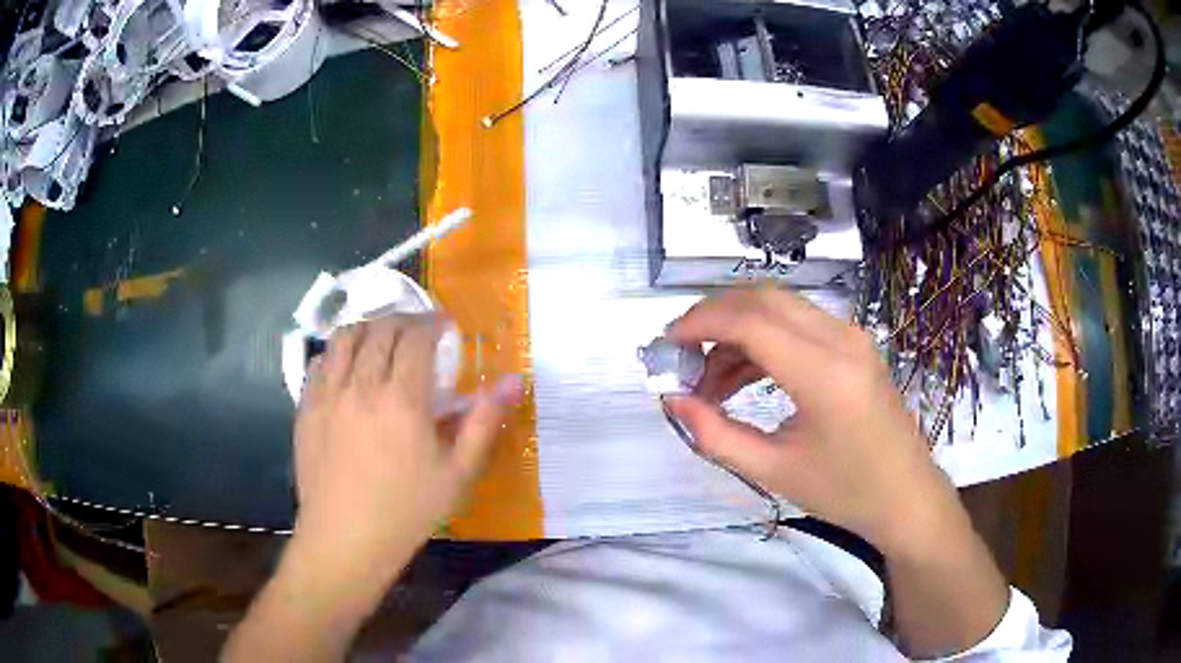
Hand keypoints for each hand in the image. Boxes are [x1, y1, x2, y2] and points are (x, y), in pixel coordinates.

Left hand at [292, 314, 522, 569]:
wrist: (346, 539)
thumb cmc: (407, 511)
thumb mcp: (457, 474)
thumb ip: (484, 422)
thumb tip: (515, 381)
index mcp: (402, 399)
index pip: (415, 337)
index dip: (431, 323)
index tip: (444, 326)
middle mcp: (362, 385)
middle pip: (379, 329)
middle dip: (402, 320)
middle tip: (416, 331)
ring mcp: (328, 394)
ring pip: (344, 337)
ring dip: (367, 328)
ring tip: (380, 339)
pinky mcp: (306, 408)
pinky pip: (319, 362)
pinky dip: (337, 352)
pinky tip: (346, 367)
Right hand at [665, 286, 954, 553]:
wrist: (905, 496)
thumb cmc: (844, 492)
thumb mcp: (773, 471)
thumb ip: (715, 435)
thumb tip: (673, 401)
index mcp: (824, 375)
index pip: (750, 321)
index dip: (700, 323)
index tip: (666, 343)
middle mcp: (841, 340)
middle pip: (764, 298)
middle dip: (714, 316)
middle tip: (682, 353)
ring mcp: (852, 337)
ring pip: (780, 307)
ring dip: (737, 331)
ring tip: (709, 381)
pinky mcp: (855, 344)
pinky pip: (799, 324)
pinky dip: (763, 340)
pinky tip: (743, 377)